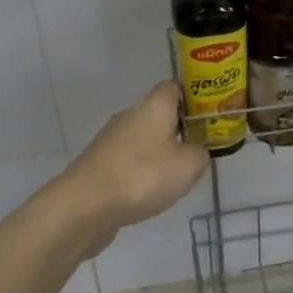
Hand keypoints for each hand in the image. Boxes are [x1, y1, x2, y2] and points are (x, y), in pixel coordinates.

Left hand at [52, 81, 209, 255]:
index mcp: (153, 106)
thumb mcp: (188, 166)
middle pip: (158, 114)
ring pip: (142, 139)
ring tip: (175, 178)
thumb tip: (197, 151)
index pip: (173, 87)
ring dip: (158, 154)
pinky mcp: (98, 164)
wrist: (85, 205)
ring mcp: (110, 140)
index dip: (192, 98)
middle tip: (196, 150)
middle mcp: (130, 115)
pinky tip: (148, 193)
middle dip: (177, 130)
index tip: (207, 118)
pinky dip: (140, 172)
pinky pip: (127, 161)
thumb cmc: (143, 176)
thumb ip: (201, 154)